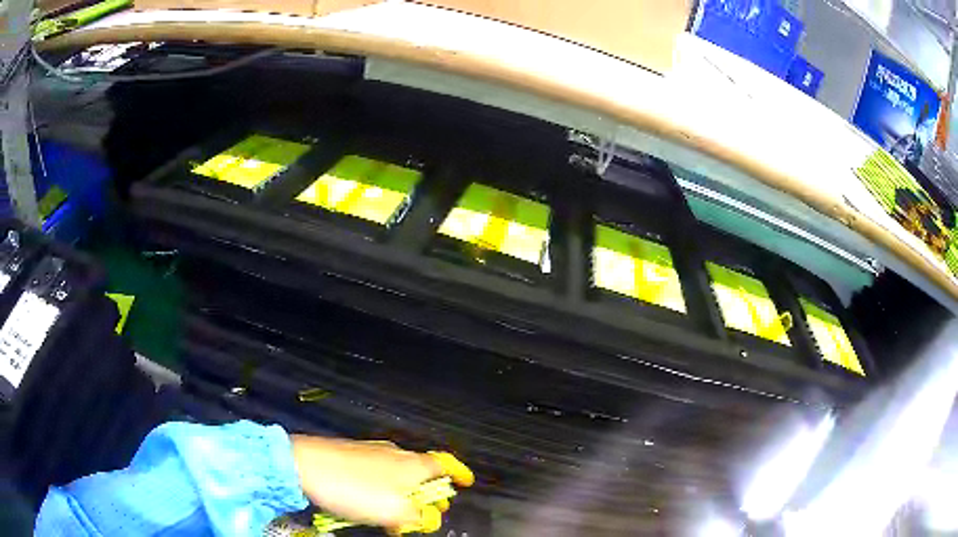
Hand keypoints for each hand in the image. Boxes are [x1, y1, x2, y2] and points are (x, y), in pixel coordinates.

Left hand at [290, 436, 473, 533]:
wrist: (304, 465)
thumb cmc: (355, 490)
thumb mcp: (393, 512)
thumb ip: (417, 517)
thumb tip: (427, 518)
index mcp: (413, 464)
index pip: (445, 464)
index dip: (459, 473)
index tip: (466, 483)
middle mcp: (397, 453)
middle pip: (423, 472)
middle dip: (429, 494)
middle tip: (427, 513)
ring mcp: (373, 451)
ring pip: (400, 474)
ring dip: (405, 495)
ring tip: (398, 516)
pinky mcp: (352, 454)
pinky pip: (379, 473)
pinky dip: (385, 489)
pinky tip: (372, 503)